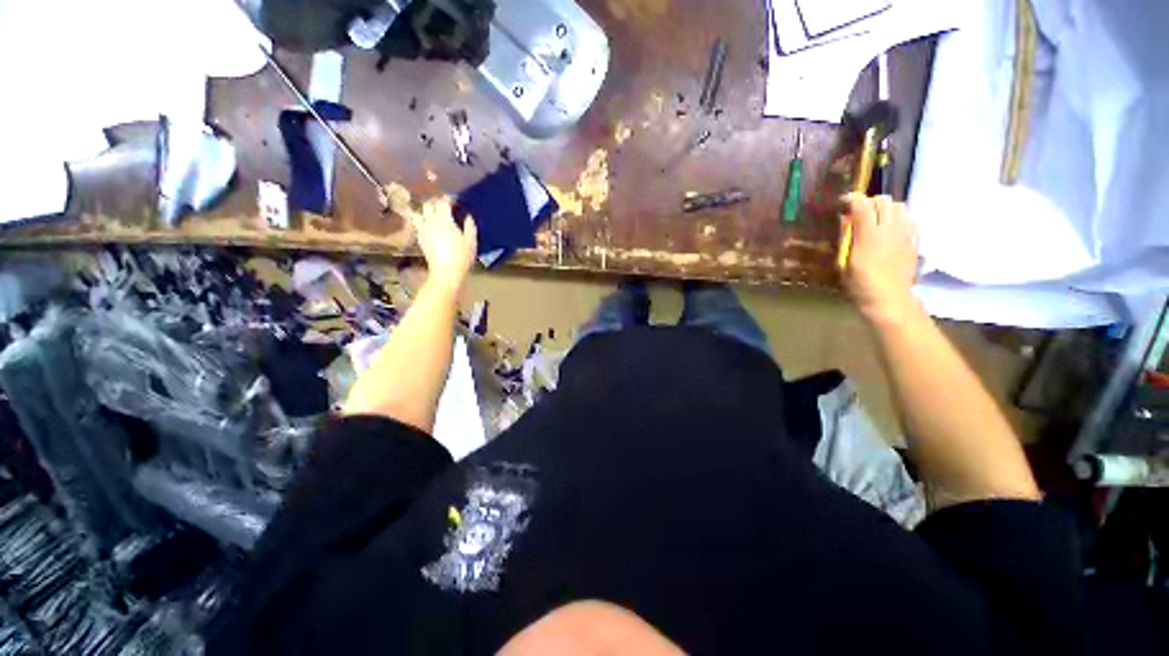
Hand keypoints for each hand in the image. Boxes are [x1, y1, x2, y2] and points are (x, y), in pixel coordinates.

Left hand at [411, 198, 477, 292]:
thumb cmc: (461, 257)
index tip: (453, 200)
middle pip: (428, 205)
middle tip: (443, 206)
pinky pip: (418, 225)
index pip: (442, 202)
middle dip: (435, 203)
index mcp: (444, 220)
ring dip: (423, 211)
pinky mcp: (420, 239)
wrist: (446, 272)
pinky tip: (428, 227)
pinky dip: (421, 222)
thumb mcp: (471, 241)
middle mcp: (430, 222)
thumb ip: (469, 226)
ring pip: (417, 214)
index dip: (448, 199)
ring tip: (431, 214)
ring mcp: (423, 230)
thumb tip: (468, 216)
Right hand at [839, 193, 919, 321]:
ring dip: (886, 208)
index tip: (843, 202)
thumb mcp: (844, 262)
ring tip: (877, 219)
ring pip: (899, 206)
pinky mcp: (914, 240)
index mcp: (869, 234)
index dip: (852, 199)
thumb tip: (845, 219)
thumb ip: (846, 238)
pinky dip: (900, 218)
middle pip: (883, 201)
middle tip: (859, 213)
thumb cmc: (860, 283)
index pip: (862, 205)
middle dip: (870, 202)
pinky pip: (910, 219)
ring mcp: (905, 233)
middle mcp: (890, 229)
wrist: (888, 297)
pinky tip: (892, 229)